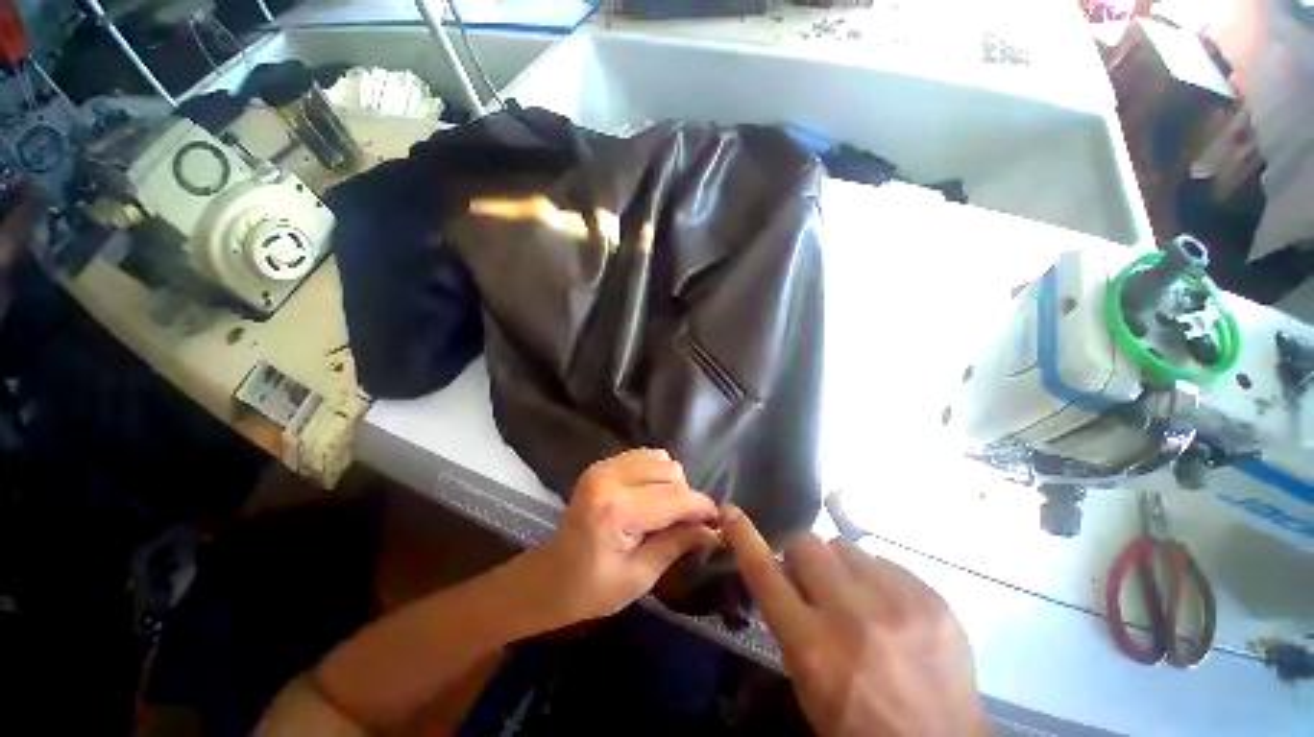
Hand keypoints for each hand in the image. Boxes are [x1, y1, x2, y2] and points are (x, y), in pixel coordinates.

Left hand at [521, 448, 718, 626]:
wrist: (546, 579)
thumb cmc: (589, 590)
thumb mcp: (639, 578)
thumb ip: (678, 545)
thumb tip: (713, 530)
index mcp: (617, 509)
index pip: (676, 497)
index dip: (702, 508)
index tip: (719, 521)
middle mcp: (610, 477)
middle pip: (671, 472)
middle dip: (686, 498)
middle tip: (684, 525)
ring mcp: (604, 466)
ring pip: (661, 459)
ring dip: (671, 483)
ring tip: (665, 511)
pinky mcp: (602, 465)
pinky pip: (644, 456)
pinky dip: (656, 473)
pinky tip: (650, 497)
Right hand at [721, 506, 987, 736]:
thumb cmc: (859, 724)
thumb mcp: (808, 683)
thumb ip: (790, 622)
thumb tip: (786, 573)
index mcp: (814, 647)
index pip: (765, 574)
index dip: (744, 538)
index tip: (730, 511)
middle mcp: (853, 616)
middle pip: (808, 545)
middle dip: (804, 559)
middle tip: (817, 585)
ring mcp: (898, 603)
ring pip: (847, 547)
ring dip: (843, 568)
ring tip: (860, 601)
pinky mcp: (933, 598)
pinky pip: (886, 562)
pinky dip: (879, 580)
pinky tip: (892, 611)